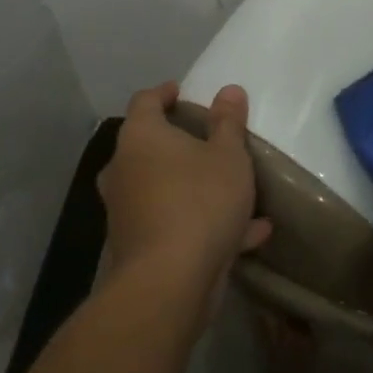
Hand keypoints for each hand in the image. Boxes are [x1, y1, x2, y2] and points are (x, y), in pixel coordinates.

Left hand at [97, 82, 270, 291]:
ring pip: (162, 187)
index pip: (146, 101)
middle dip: (178, 142)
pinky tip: (248, 233)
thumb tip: (228, 90)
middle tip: (207, 139)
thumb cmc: (199, 201)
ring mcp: (126, 210)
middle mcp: (124, 170)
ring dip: (194, 186)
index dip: (165, 93)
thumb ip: (229, 122)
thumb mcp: (228, 155)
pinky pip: (173, 223)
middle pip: (148, 146)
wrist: (169, 282)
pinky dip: (202, 223)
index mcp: (141, 138)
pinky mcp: (136, 246)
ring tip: (233, 189)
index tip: (183, 92)